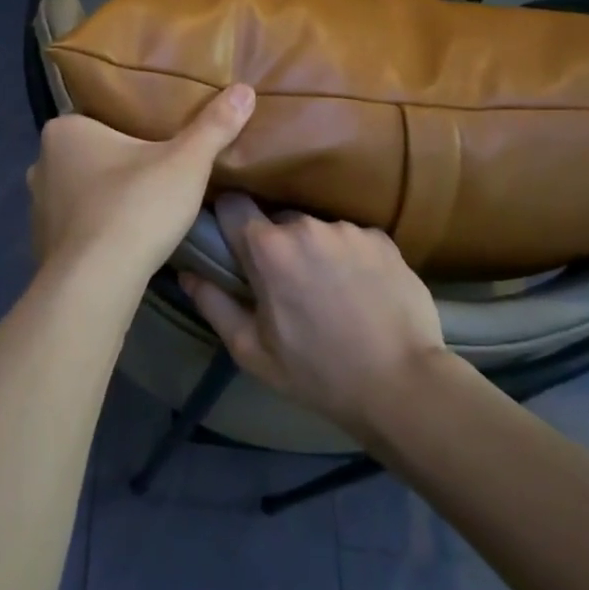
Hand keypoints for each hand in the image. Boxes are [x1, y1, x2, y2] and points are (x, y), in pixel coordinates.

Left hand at [28, 84, 255, 281]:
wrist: (96, 283)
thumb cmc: (137, 208)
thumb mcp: (186, 163)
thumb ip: (214, 126)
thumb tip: (244, 90)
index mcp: (65, 130)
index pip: (101, 118)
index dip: (132, 129)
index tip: (159, 143)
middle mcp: (41, 162)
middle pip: (90, 155)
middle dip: (119, 164)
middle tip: (158, 175)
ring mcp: (36, 206)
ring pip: (80, 191)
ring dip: (105, 198)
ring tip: (143, 209)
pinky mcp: (42, 243)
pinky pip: (75, 226)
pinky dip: (95, 229)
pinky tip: (121, 241)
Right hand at [180, 195, 448, 439]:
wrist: (402, 385)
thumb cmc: (316, 372)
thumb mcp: (251, 349)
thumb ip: (213, 304)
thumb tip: (186, 273)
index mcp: (268, 248)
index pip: (232, 204)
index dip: (227, 221)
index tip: (231, 244)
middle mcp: (306, 225)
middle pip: (276, 221)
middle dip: (275, 246)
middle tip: (285, 286)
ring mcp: (348, 230)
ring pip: (315, 231)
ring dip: (313, 252)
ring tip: (329, 293)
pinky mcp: (383, 239)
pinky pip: (351, 239)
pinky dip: (348, 258)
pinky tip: (360, 292)